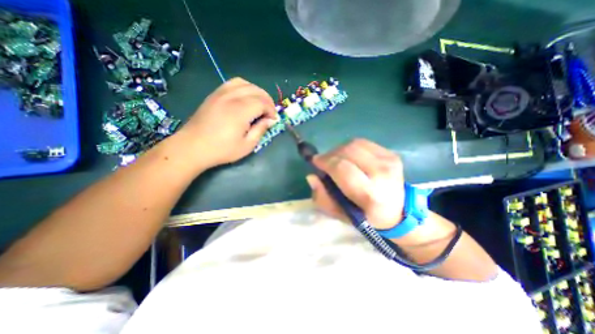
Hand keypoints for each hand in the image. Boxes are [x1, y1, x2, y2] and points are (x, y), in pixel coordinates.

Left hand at [174, 76, 280, 167]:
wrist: (193, 147)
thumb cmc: (222, 149)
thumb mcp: (247, 145)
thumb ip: (260, 130)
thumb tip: (271, 120)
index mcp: (241, 111)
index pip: (263, 102)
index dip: (271, 110)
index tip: (273, 120)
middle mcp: (232, 97)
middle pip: (256, 90)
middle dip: (267, 100)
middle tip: (270, 113)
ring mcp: (221, 93)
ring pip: (245, 83)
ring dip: (256, 92)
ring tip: (259, 104)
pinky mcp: (214, 94)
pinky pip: (232, 83)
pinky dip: (244, 88)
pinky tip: (245, 98)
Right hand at [306, 139, 404, 229]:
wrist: (398, 211)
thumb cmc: (366, 216)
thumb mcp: (340, 214)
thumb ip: (323, 198)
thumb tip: (311, 177)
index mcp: (370, 194)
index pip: (342, 169)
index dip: (325, 162)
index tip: (315, 162)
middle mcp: (382, 174)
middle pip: (348, 152)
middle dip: (330, 154)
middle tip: (324, 161)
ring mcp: (389, 161)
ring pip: (354, 144)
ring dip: (339, 150)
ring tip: (335, 159)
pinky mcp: (391, 154)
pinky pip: (363, 143)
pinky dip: (350, 147)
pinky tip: (349, 157)